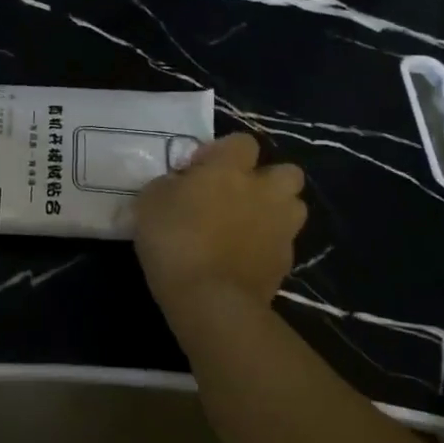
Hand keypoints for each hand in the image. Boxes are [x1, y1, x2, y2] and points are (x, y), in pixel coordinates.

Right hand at [134, 134, 305, 309]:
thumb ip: (169, 185)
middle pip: (286, 172)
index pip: (242, 142)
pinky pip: (282, 244)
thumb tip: (179, 185)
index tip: (199, 172)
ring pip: (294, 207)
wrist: (210, 300)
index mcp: (231, 169)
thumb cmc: (174, 240)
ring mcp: (281, 228)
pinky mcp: (286, 263)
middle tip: (237, 196)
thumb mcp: (150, 202)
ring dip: (275, 212)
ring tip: (247, 227)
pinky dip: (267, 247)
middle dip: (267, 180)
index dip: (222, 152)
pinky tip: (243, 259)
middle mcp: (264, 191)